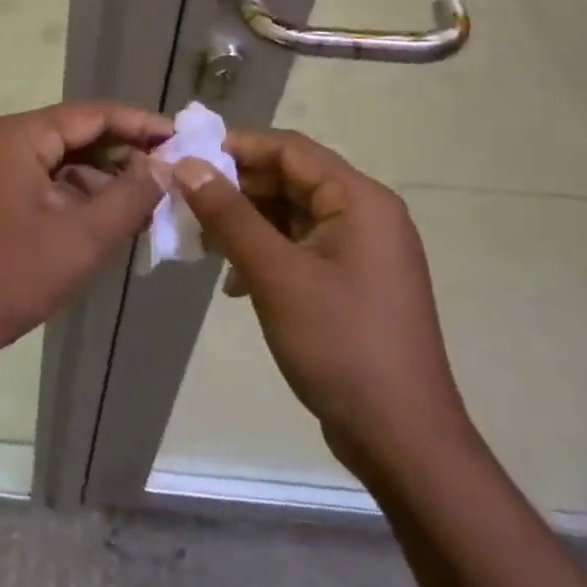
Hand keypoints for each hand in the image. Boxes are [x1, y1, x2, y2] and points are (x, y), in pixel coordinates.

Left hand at [0, 102, 171, 366]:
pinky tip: (102, 224)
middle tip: (172, 178)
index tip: (185, 142)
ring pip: (58, 163)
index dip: (142, 126)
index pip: (93, 114)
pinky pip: (39, 184)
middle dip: (123, 156)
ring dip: (99, 181)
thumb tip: (165, 164)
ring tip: (145, 207)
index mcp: (18, 136)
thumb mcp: (78, 239)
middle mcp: (0, 141)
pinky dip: (72, 198)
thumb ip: (128, 197)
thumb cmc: (3, 277)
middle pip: (75, 135)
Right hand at [171, 130, 472, 476]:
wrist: (402, 440)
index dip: (235, 147)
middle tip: (184, 204)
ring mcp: (361, 251)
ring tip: (202, 244)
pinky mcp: (352, 282)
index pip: (289, 149)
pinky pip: (300, 248)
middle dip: (235, 189)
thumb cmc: (340, 345)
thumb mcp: (276, 275)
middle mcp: (366, 215)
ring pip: (291, 215)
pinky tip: (234, 282)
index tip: (184, 157)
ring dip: (245, 224)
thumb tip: (186, 165)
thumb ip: (229, 215)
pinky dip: (264, 253)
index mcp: (359, 200)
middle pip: (289, 180)